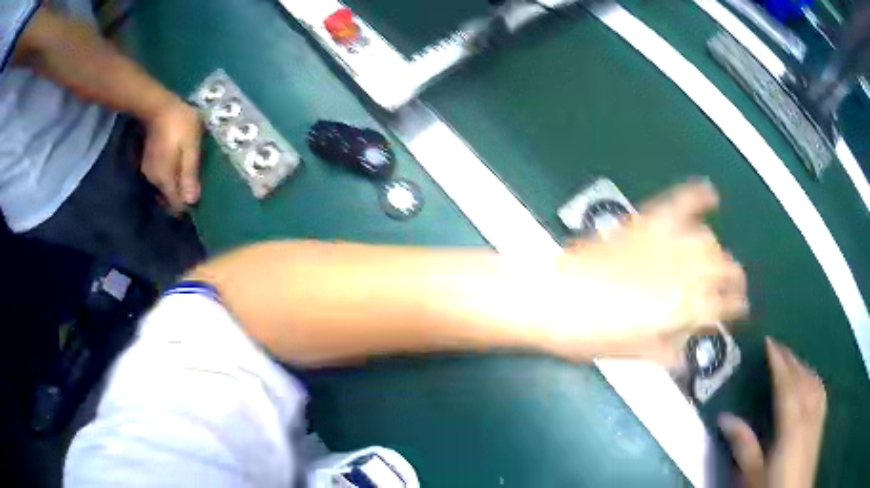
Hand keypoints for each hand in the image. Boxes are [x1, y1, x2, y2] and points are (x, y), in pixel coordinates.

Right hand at [141, 98, 202, 213]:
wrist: (159, 106)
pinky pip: (161, 178)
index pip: (175, 204)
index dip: (188, 205)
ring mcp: (149, 172)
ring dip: (176, 187)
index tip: (200, 200)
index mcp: (164, 179)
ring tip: (190, 178)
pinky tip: (179, 168)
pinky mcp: (148, 163)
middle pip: (169, 198)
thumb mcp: (190, 147)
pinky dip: (170, 178)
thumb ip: (190, 173)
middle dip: (182, 197)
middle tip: (198, 187)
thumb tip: (192, 201)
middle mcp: (153, 181)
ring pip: (165, 188)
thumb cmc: (179, 124)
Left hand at [550, 180, 747, 363]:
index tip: (741, 309)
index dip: (735, 307)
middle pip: (723, 269)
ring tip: (717, 261)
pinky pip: (679, 202)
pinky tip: (710, 194)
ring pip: (708, 241)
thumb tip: (685, 354)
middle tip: (735, 287)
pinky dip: (697, 196)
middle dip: (735, 279)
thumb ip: (666, 351)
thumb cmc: (588, 334)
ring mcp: (664, 243)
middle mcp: (681, 273)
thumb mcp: (631, 353)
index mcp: (680, 310)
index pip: (722, 305)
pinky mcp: (645, 223)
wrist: (551, 297)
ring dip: (717, 252)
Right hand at [719, 338, 826, 487]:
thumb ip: (743, 445)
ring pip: (813, 379)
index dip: (778, 360)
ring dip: (802, 364)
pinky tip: (811, 377)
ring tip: (792, 358)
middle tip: (777, 345)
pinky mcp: (821, 419)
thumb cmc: (773, 486)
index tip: (768, 341)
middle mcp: (808, 412)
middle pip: (802, 377)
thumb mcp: (753, 473)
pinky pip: (820, 389)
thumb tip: (724, 417)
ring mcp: (817, 414)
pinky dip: (813, 376)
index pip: (786, 384)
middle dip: (790, 358)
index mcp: (791, 424)